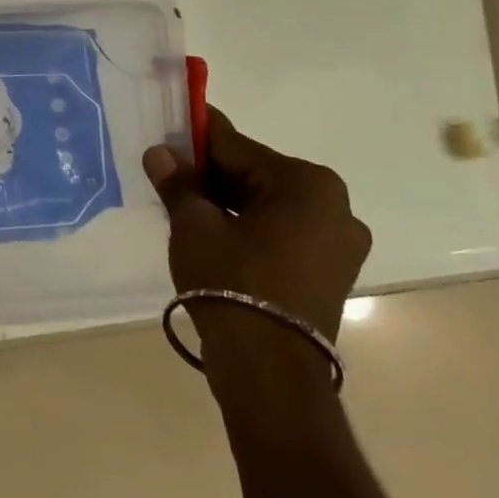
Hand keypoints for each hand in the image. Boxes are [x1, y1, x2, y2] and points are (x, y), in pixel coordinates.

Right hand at [143, 108, 370, 377]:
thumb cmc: (232, 282)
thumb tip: (160, 153)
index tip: (169, 128)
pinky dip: (248, 226)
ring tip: (184, 204)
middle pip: (256, 174)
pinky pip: (282, 231)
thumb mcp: (194, 225)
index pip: (236, 146)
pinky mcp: (331, 271)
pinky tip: (213, 233)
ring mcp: (338, 242)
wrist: (269, 369)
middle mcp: (334, 205)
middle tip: (168, 171)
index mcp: (306, 183)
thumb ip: (178, 183)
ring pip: (268, 204)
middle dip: (211, 173)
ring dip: (228, 201)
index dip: (196, 138)